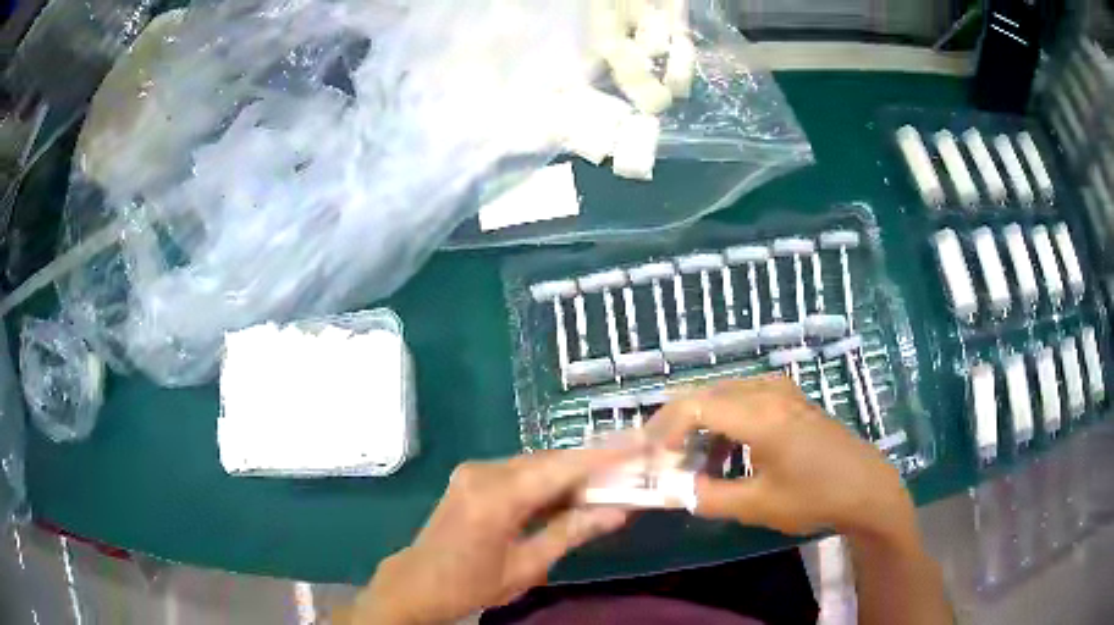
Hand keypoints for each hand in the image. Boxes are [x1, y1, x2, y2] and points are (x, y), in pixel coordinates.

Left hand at [352, 449, 632, 623]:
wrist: (417, 583)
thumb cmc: (470, 584)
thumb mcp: (527, 567)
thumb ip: (572, 532)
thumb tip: (619, 511)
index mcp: (496, 498)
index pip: (561, 469)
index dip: (605, 455)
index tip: (641, 442)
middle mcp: (484, 472)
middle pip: (550, 462)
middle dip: (593, 466)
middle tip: (632, 470)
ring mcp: (474, 471)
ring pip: (536, 464)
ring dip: (571, 475)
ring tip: (609, 485)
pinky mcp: (471, 476)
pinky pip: (520, 472)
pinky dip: (548, 481)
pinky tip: (569, 494)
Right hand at [649, 375, 914, 538]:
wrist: (865, 487)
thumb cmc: (814, 497)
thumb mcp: (757, 505)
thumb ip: (708, 496)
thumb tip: (674, 489)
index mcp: (760, 415)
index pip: (696, 406)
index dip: (665, 428)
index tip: (650, 455)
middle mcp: (769, 392)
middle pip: (708, 394)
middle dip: (678, 423)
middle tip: (661, 454)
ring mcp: (783, 391)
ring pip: (725, 395)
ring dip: (703, 424)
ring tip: (693, 460)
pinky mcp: (792, 399)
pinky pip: (746, 399)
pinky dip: (726, 421)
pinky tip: (727, 452)